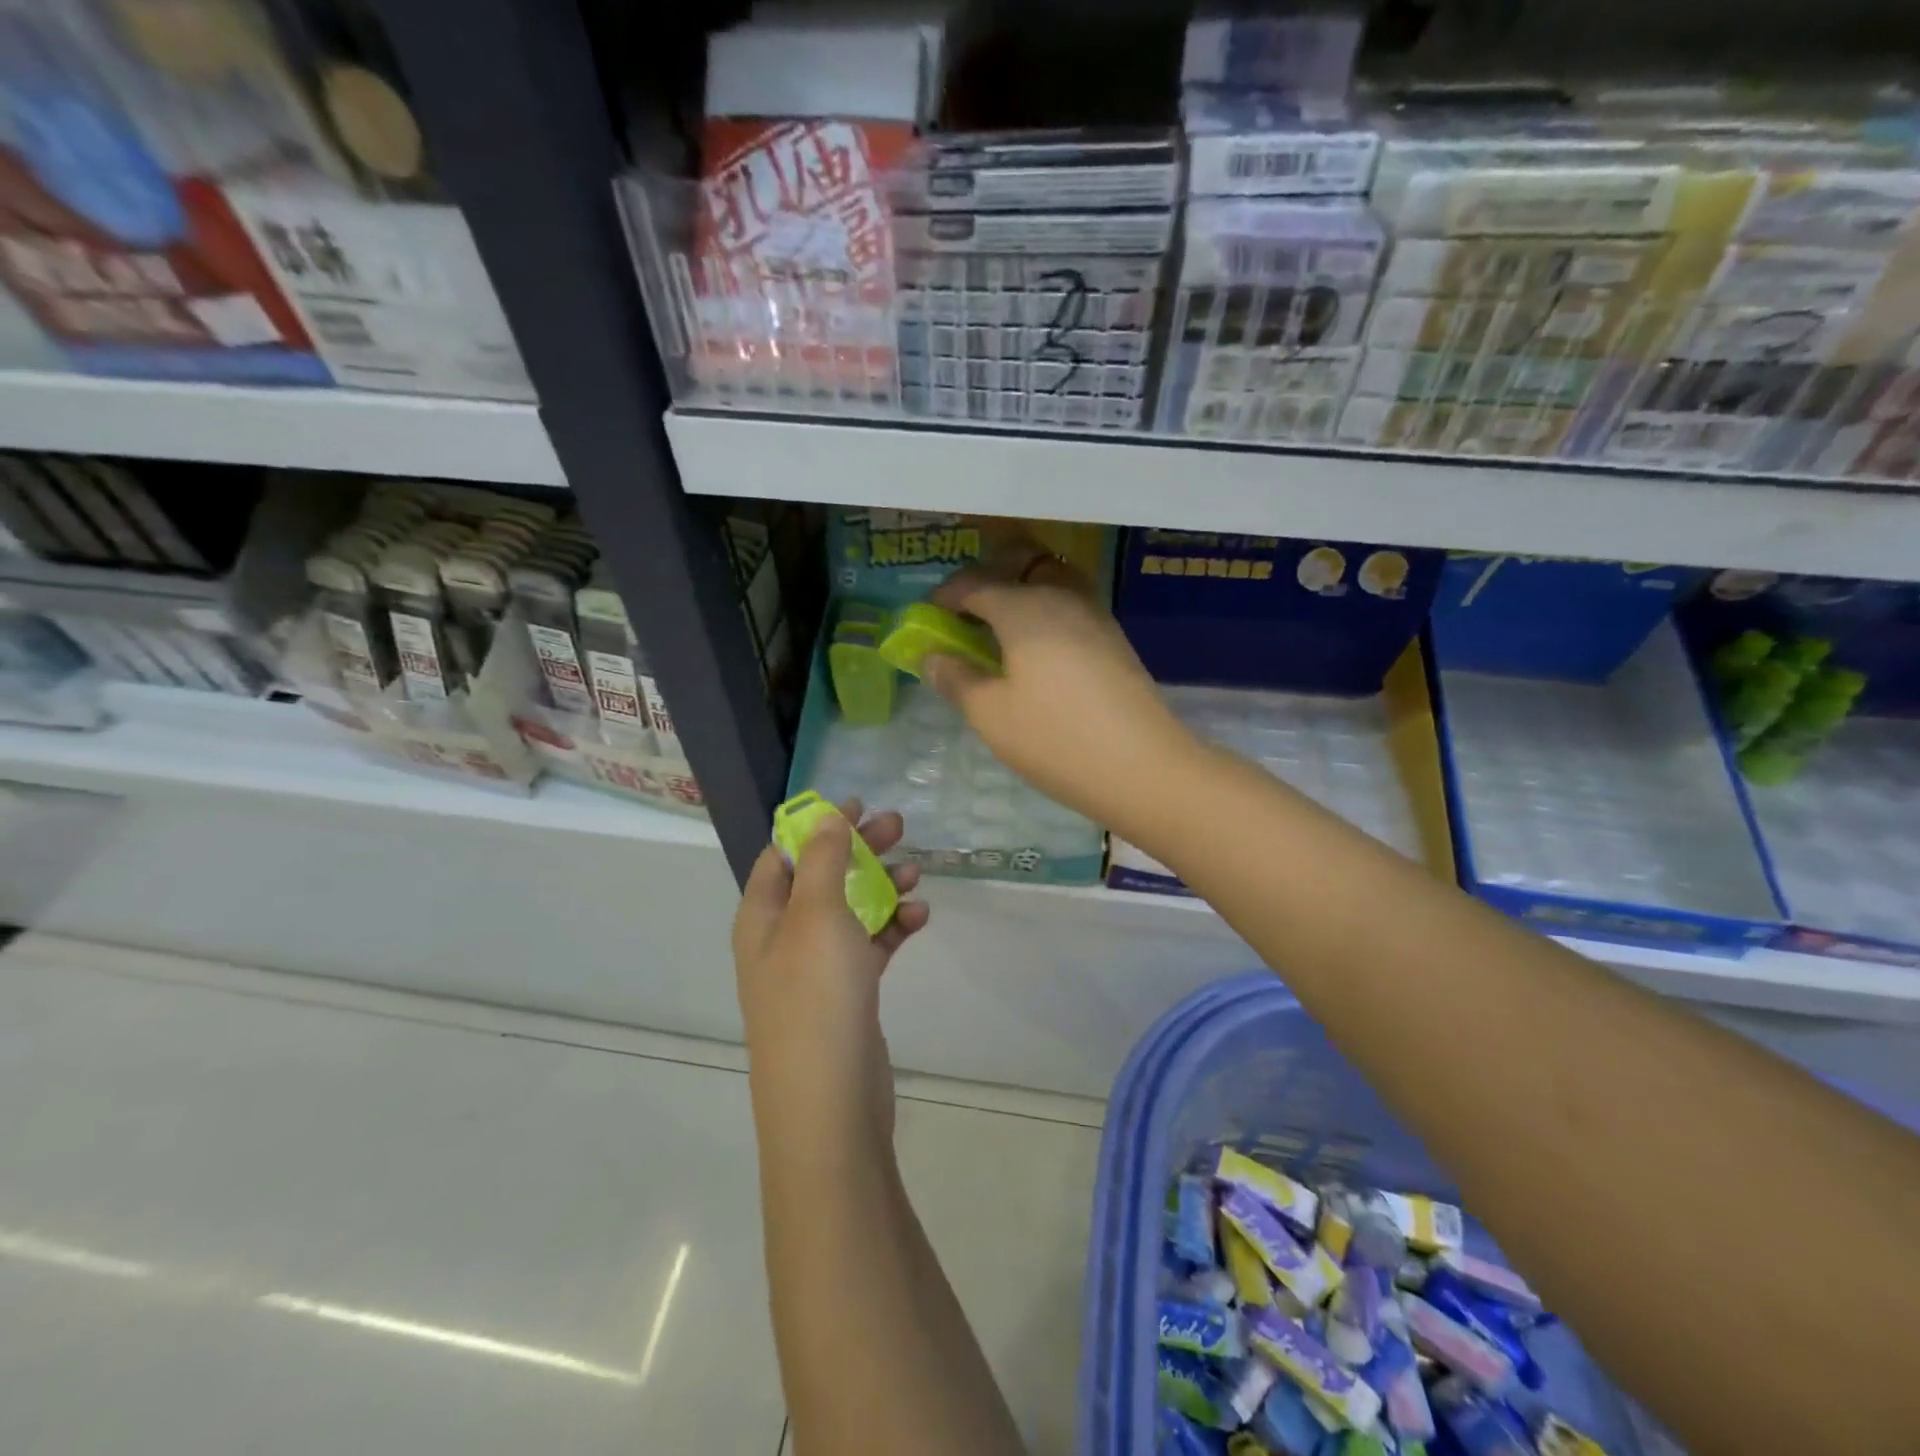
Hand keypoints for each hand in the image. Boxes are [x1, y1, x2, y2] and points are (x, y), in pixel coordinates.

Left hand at [732, 801, 927, 1149]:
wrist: (830, 1104)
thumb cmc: (815, 995)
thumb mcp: (818, 915)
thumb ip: (824, 860)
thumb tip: (826, 817)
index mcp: (762, 916)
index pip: (784, 855)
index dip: (817, 826)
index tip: (856, 805)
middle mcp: (783, 939)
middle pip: (822, 878)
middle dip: (858, 850)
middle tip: (899, 827)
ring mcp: (815, 970)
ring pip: (850, 911)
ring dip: (881, 887)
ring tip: (917, 873)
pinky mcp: (847, 994)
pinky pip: (869, 946)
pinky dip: (892, 928)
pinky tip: (920, 917)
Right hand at [923, 545, 1196, 829]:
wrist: (1144, 768)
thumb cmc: (1055, 739)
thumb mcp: (990, 715)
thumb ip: (956, 679)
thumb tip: (933, 656)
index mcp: (1024, 607)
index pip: (973, 584)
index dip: (944, 597)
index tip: (926, 619)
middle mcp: (1061, 596)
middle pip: (1019, 566)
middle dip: (986, 581)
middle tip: (965, 615)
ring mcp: (1094, 615)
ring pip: (1049, 582)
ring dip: (1020, 594)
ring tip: (999, 633)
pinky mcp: (1114, 639)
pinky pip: (1069, 607)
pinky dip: (1044, 614)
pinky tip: (1036, 653)